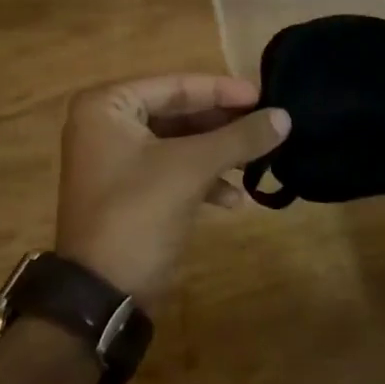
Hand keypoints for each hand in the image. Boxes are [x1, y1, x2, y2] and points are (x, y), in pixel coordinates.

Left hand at [56, 74, 288, 307]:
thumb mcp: (192, 168)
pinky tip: (234, 199)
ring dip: (217, 153)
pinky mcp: (128, 191)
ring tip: (256, 161)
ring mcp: (115, 160)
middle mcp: (106, 125)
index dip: (223, 91)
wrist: (100, 296)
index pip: (177, 87)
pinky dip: (202, 179)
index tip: (264, 96)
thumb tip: (284, 116)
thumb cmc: (138, 213)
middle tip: (265, 125)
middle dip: (223, 125)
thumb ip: (239, 138)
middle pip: (178, 113)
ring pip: (179, 143)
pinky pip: (172, 170)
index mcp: (107, 106)